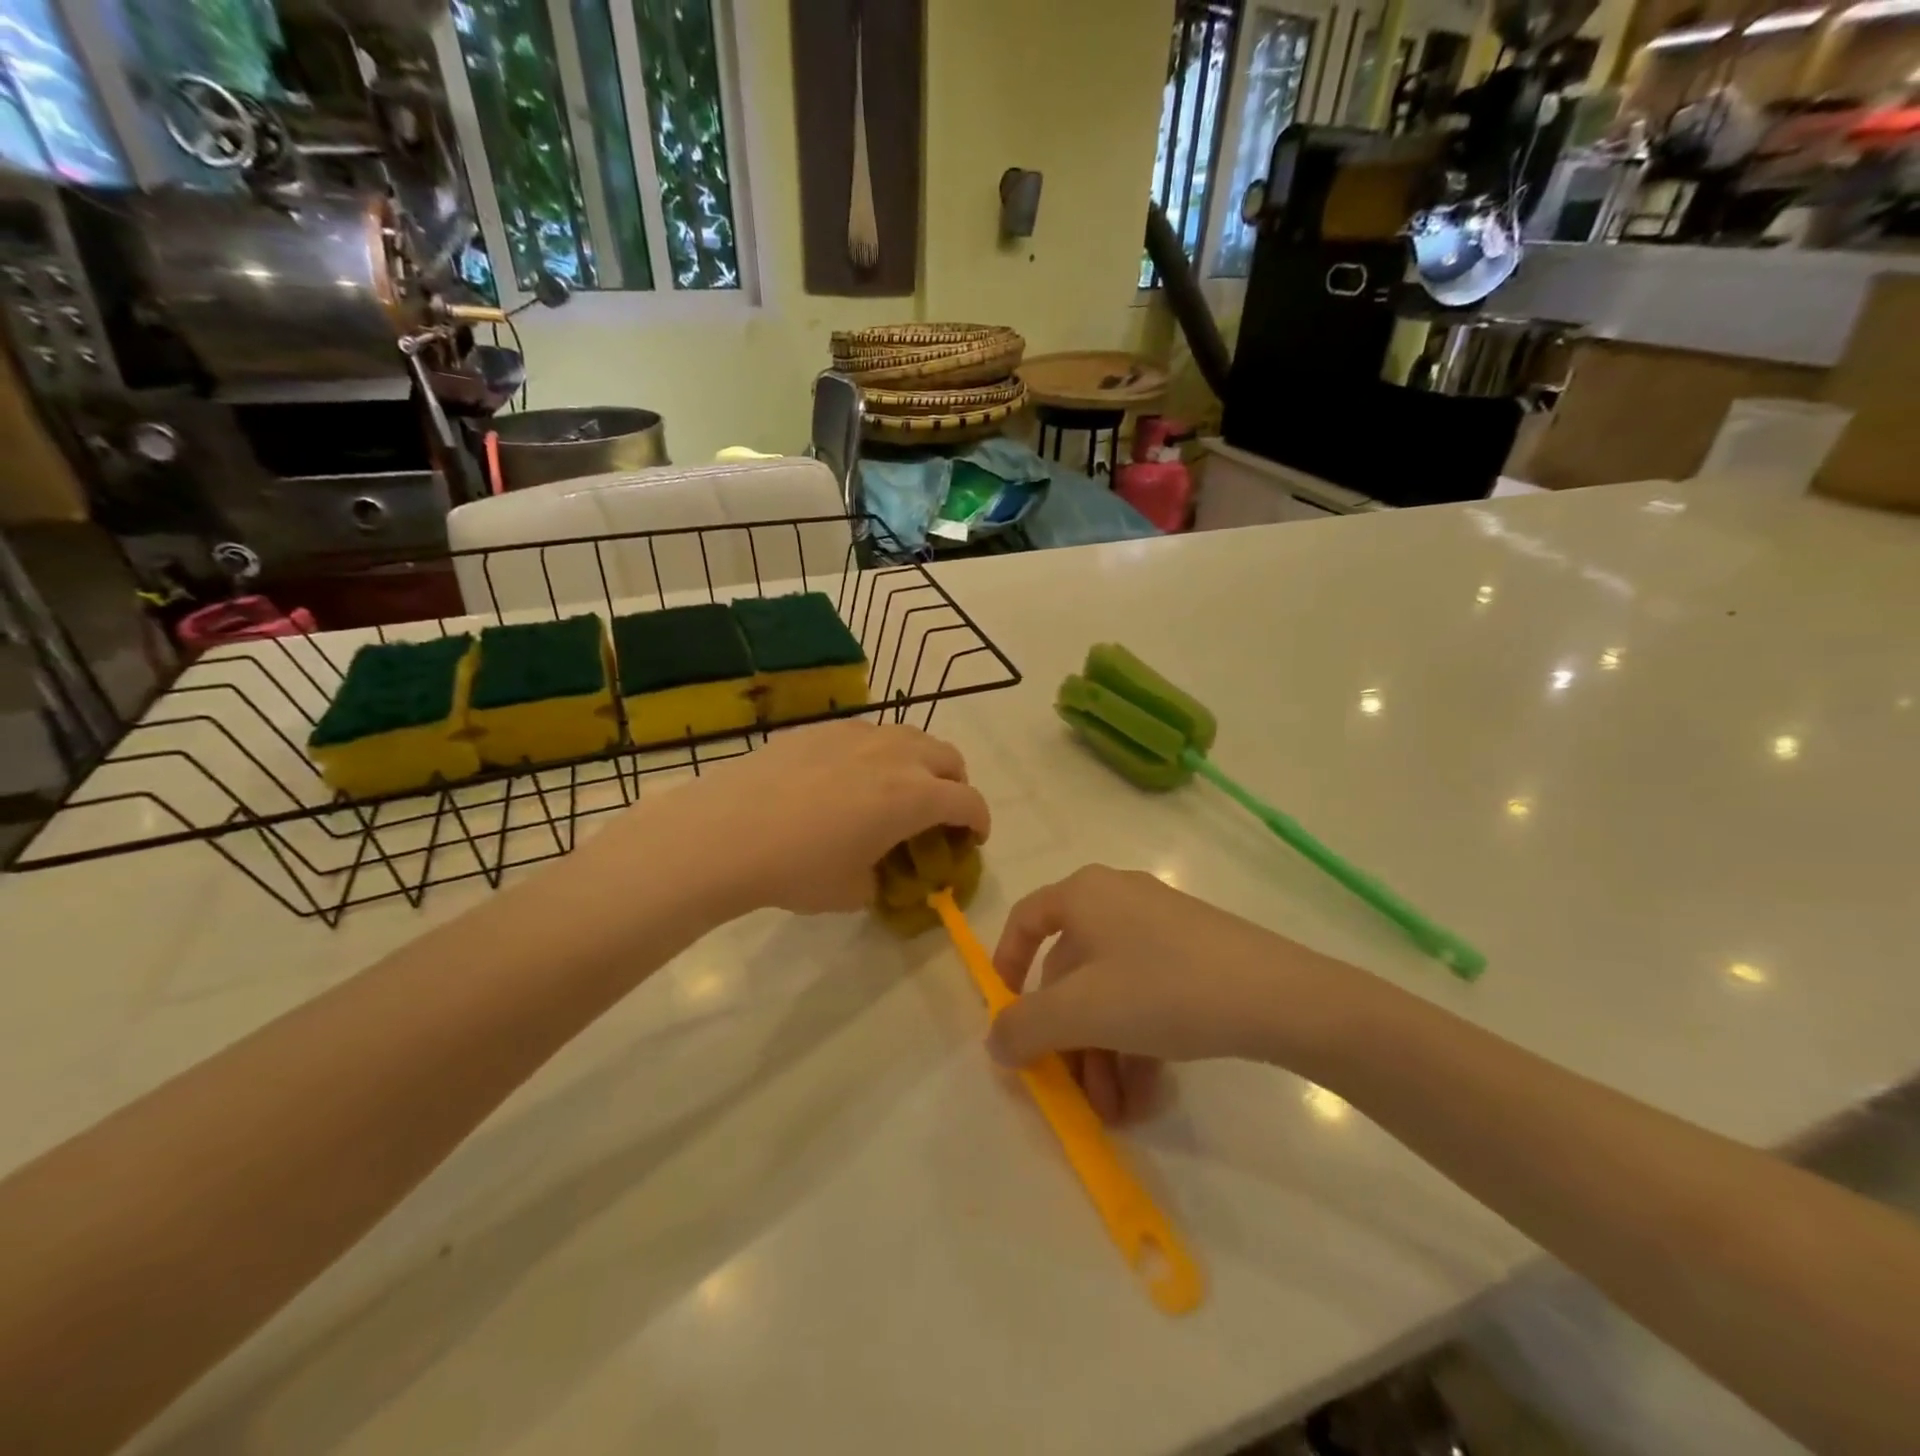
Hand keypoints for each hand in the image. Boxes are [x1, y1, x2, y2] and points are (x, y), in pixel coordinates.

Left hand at [635, 720, 990, 917]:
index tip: (973, 838)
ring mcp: (858, 734)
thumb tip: (881, 873)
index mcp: (914, 797)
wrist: (725, 832)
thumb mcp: (852, 892)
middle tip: (938, 812)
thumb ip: (883, 880)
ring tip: (897, 788)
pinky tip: (848, 778)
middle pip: (949, 758)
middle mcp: (896, 755)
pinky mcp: (823, 728)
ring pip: (911, 736)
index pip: (969, 802)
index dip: (980, 821)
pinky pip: (869, 733)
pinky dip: (879, 753)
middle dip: (955, 785)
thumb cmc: (797, 869)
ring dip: (920, 762)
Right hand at [986, 866, 1347, 1121]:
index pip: (1026, 920)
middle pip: (1072, 972)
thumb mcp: (1081, 1013)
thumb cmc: (1162, 988)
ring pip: (1112, 992)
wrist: (1278, 995)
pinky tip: (1147, 1095)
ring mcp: (1160, 926)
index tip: (1007, 1017)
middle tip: (1075, 1094)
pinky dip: (1138, 1043)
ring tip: (1117, 1111)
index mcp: (1084, 895)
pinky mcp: (1195, 953)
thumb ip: (1025, 1028)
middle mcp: (1117, 900)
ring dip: (1104, 1054)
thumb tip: (996, 1042)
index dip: (1006, 966)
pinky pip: (1147, 994)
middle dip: (1069, 1040)